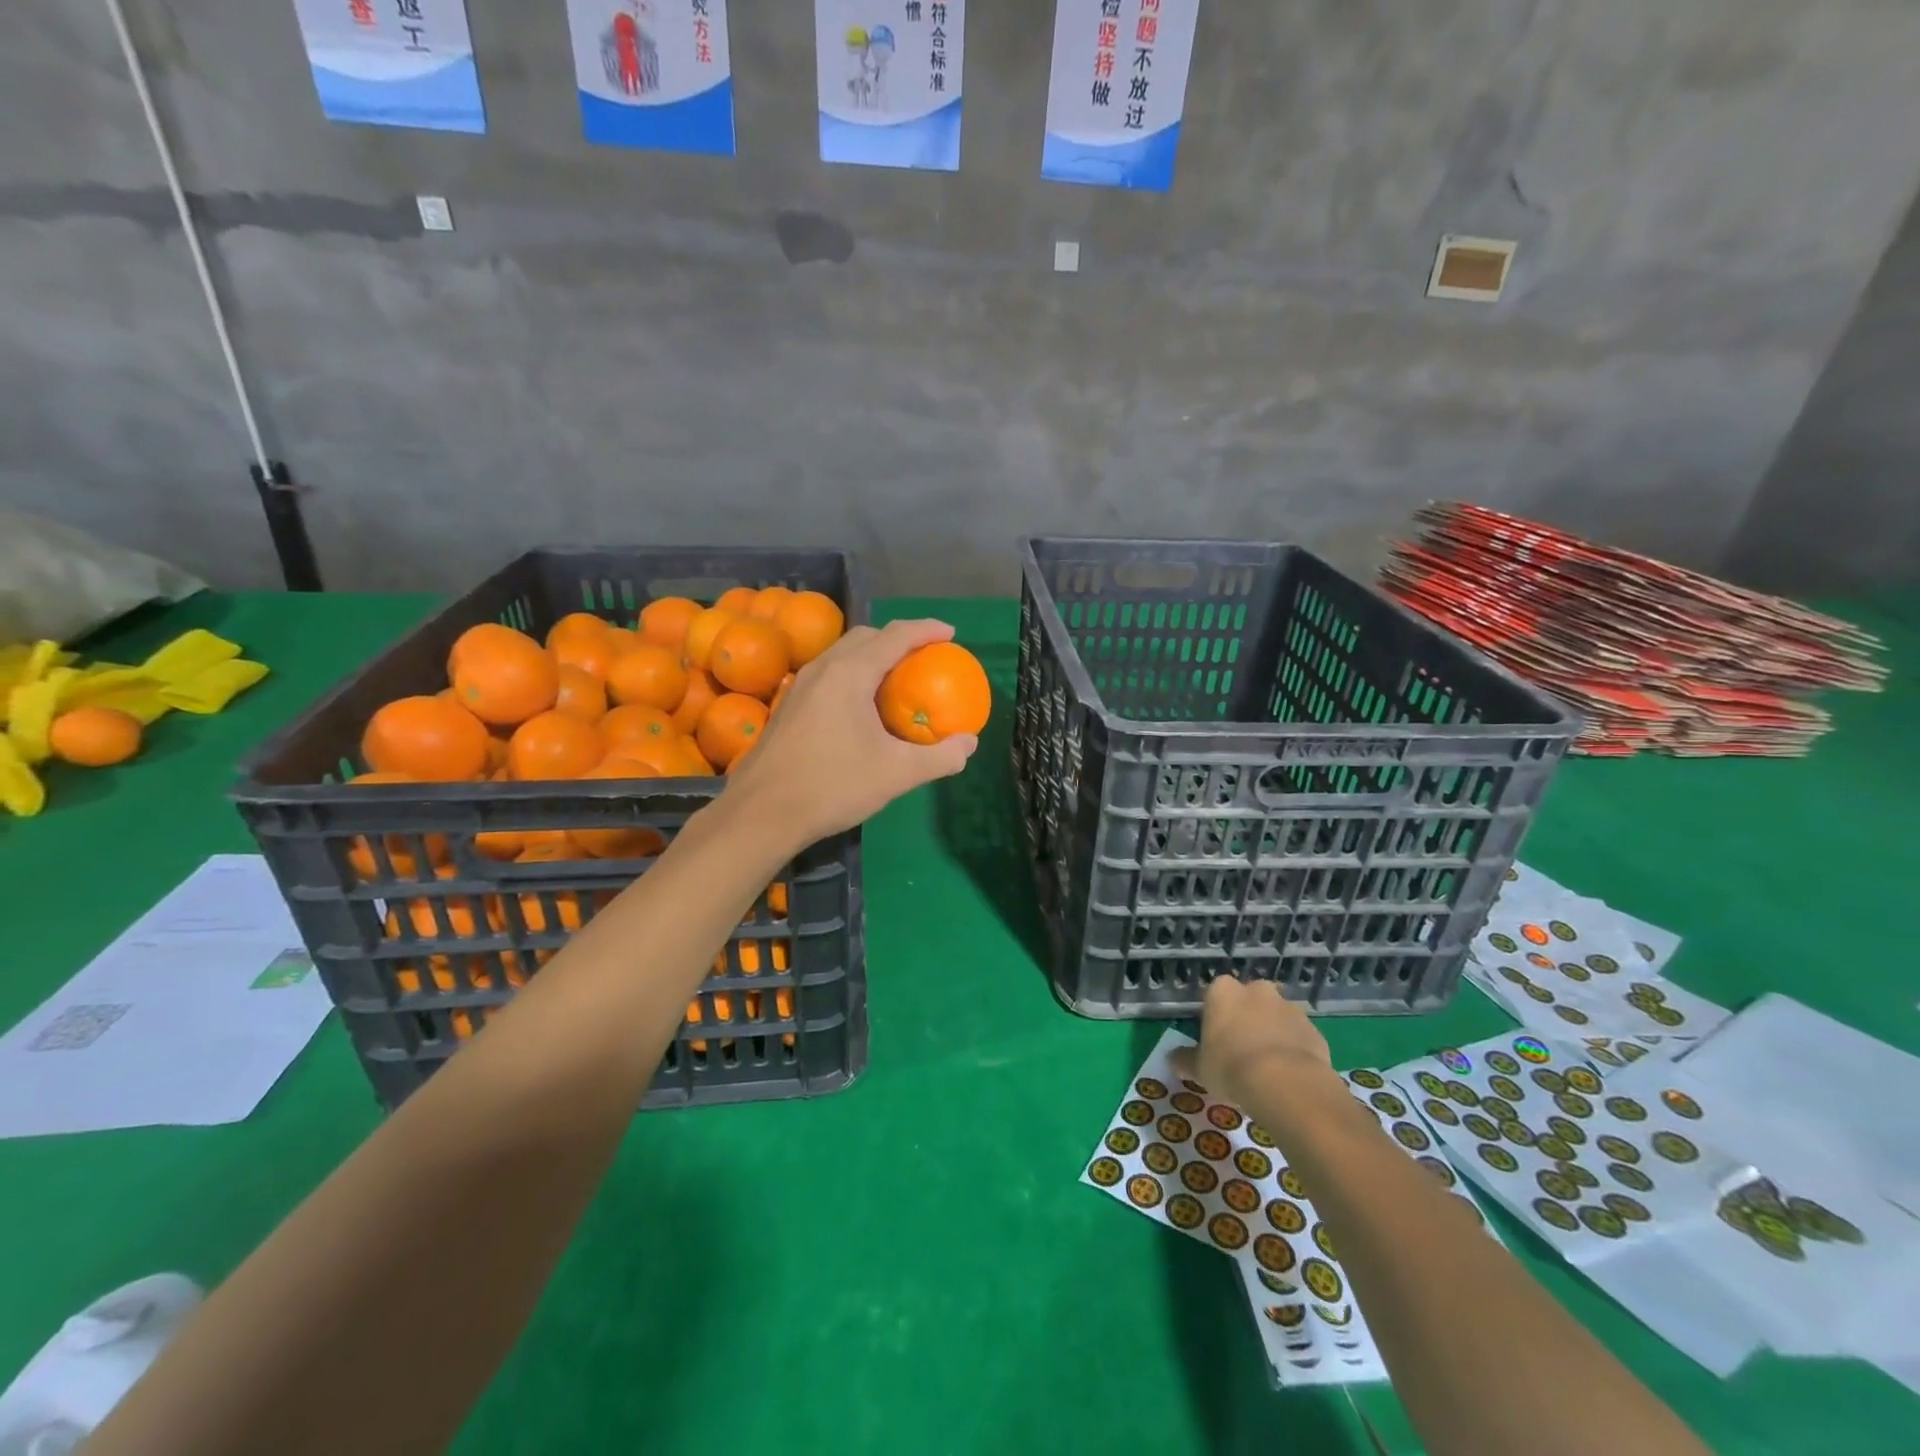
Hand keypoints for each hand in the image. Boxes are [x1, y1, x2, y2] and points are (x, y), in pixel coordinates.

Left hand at [722, 618, 978, 847]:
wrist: (761, 812)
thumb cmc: (832, 786)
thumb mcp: (896, 774)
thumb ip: (939, 757)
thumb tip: (969, 744)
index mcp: (850, 674)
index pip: (895, 636)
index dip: (926, 630)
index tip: (950, 634)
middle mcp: (823, 669)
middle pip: (866, 636)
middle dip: (898, 638)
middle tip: (924, 657)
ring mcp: (801, 686)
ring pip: (843, 653)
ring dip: (873, 655)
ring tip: (896, 678)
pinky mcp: (789, 705)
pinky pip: (829, 673)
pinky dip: (854, 673)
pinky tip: (861, 707)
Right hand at [1170, 976, 1337, 1121]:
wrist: (1286, 1083)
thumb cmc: (1231, 1067)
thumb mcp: (1199, 1068)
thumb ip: (1185, 1060)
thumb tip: (1173, 1059)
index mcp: (1222, 991)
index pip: (1214, 995)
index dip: (1215, 1018)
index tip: (1215, 1041)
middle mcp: (1256, 990)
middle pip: (1248, 1001)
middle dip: (1246, 1019)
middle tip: (1241, 1051)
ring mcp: (1288, 1007)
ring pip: (1275, 1017)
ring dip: (1272, 1033)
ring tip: (1268, 1067)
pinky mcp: (1314, 1029)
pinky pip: (1298, 1036)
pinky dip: (1293, 1049)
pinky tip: (1289, 1075)